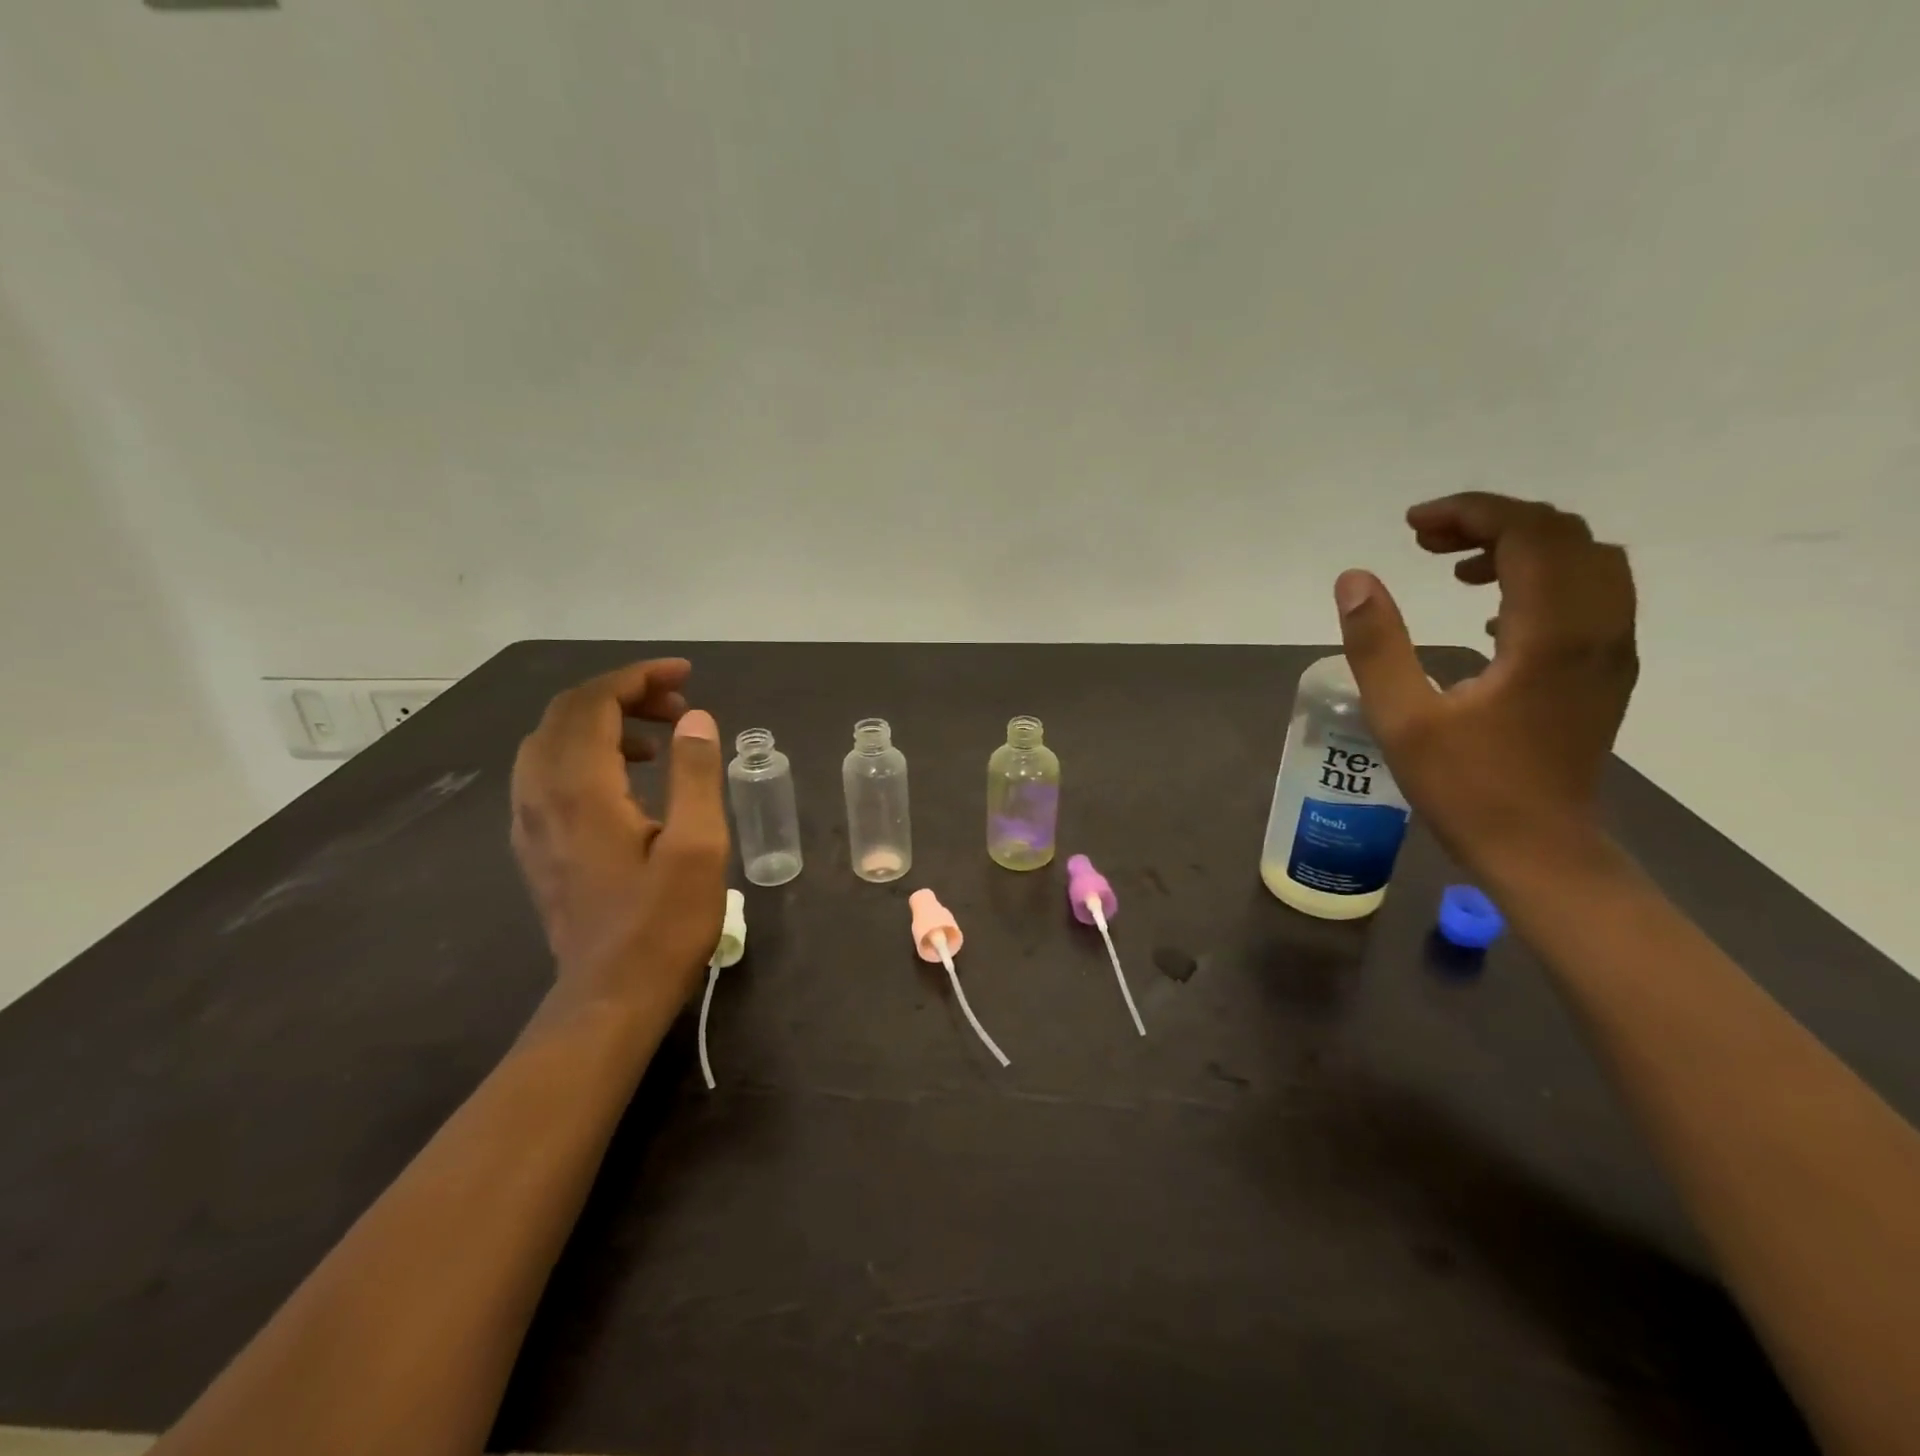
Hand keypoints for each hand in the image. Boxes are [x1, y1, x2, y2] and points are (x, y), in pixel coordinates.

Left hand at [510, 659, 729, 1010]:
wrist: (609, 998)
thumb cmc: (662, 924)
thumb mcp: (698, 847)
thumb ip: (695, 774)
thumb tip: (694, 718)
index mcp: (581, 789)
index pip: (595, 703)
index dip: (638, 678)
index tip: (685, 675)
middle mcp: (542, 795)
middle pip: (567, 714)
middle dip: (623, 695)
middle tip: (679, 707)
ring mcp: (530, 822)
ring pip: (551, 742)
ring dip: (602, 723)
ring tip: (659, 739)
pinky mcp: (535, 845)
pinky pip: (546, 773)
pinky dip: (585, 752)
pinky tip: (625, 779)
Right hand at [1334, 493, 1637, 875]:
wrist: (1540, 850)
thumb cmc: (1466, 788)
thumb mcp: (1402, 718)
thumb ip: (1376, 644)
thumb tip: (1354, 579)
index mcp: (1551, 634)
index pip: (1530, 533)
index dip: (1471, 512)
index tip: (1412, 525)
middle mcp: (1598, 629)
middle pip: (1563, 535)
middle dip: (1493, 521)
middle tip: (1426, 542)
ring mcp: (1611, 650)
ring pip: (1585, 560)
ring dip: (1521, 546)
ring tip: (1455, 568)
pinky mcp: (1606, 671)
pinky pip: (1590, 594)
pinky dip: (1541, 578)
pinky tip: (1489, 613)